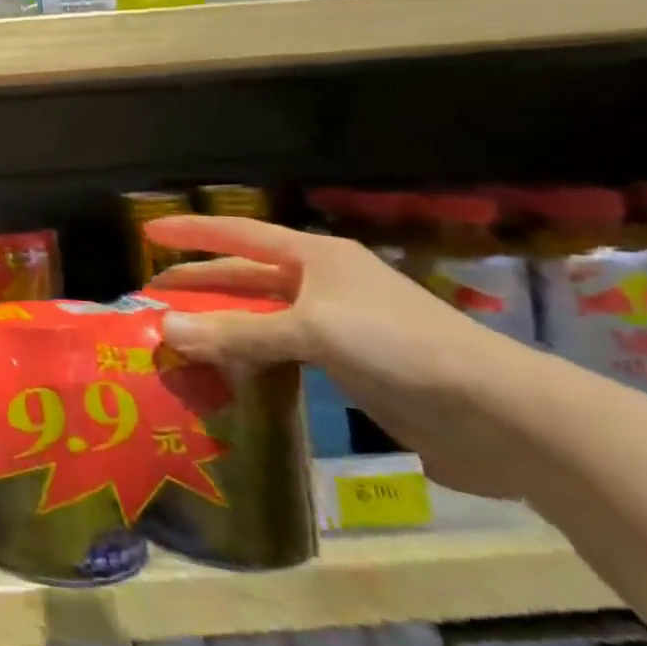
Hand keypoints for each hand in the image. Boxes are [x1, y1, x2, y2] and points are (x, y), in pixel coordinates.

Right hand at [146, 214, 527, 497]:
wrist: (497, 414)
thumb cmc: (398, 347)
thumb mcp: (310, 331)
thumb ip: (237, 332)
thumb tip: (165, 331)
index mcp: (316, 258)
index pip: (239, 235)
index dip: (192, 232)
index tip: (149, 231)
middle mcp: (322, 284)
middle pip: (246, 277)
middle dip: (200, 285)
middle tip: (153, 296)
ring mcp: (337, 326)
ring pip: (261, 319)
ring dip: (221, 327)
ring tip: (178, 339)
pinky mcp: (349, 367)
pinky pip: (280, 354)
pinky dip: (248, 359)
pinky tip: (225, 373)